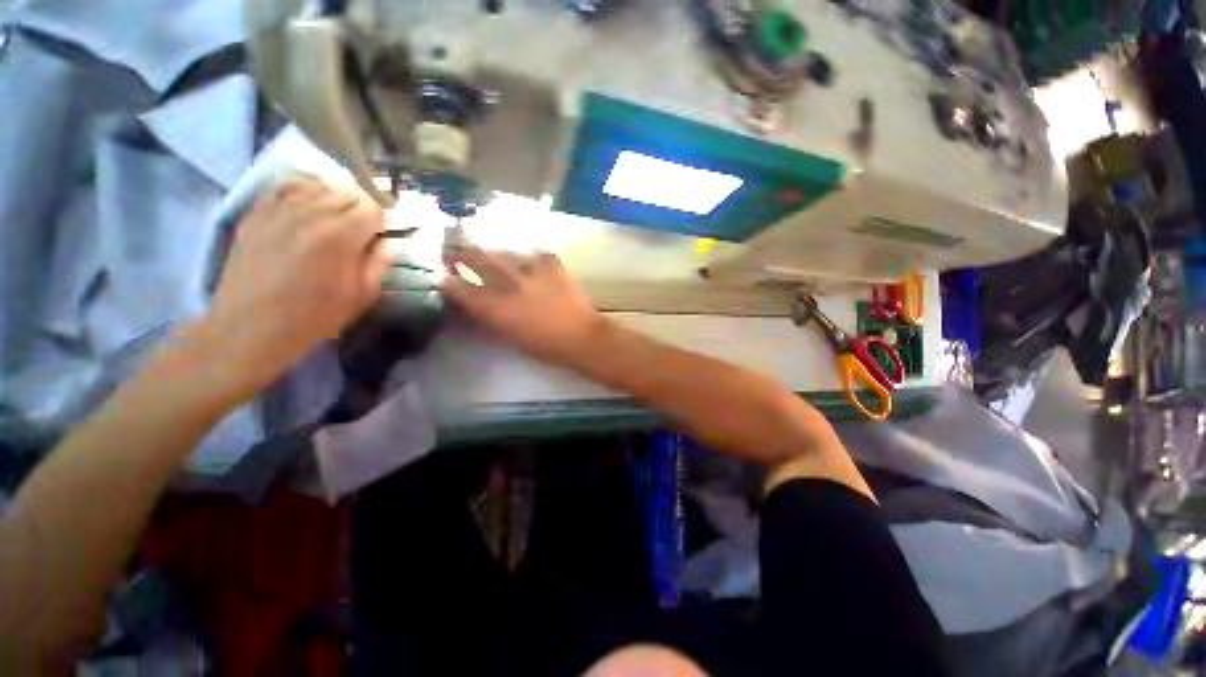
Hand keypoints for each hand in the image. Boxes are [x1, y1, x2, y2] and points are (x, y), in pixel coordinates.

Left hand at [197, 179, 389, 402]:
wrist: (249, 328)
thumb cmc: (313, 317)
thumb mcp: (360, 297)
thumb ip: (379, 264)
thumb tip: (391, 243)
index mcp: (340, 236)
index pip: (373, 210)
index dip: (384, 222)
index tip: (384, 237)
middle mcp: (310, 213)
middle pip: (347, 192)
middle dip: (363, 209)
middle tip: (365, 230)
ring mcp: (278, 210)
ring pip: (317, 184)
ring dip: (335, 197)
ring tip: (337, 216)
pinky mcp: (255, 213)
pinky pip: (281, 185)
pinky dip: (300, 188)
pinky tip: (307, 201)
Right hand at [440, 248, 606, 365]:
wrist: (581, 336)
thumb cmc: (545, 346)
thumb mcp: (509, 337)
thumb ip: (488, 318)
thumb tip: (473, 304)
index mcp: (495, 308)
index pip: (459, 288)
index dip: (446, 280)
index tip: (441, 275)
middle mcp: (508, 284)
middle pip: (476, 259)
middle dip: (460, 255)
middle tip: (454, 253)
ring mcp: (531, 269)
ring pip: (502, 252)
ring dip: (493, 254)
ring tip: (490, 255)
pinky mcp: (552, 263)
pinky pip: (533, 253)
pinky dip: (528, 258)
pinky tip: (528, 262)